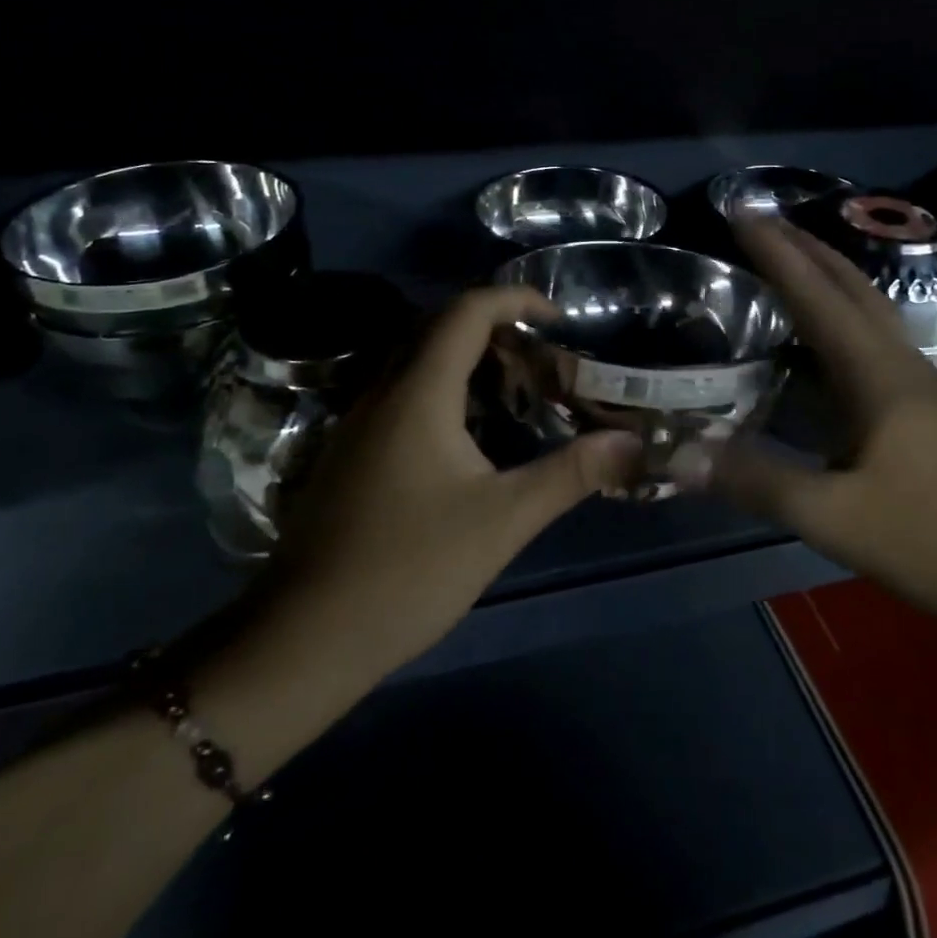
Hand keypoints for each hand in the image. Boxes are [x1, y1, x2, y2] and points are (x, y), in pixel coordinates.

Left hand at [243, 287, 640, 680]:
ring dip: (467, 358)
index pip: (467, 311)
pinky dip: (443, 389)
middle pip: (439, 327)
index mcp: (419, 392)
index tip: (559, 318)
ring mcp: (358, 423)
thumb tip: (631, 442)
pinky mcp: (350, 453)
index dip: (516, 299)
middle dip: (496, 327)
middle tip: (543, 358)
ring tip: (515, 389)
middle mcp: (383, 392)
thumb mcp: (503, 520)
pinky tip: (468, 435)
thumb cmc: (410, 569)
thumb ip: (569, 474)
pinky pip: (401, 393)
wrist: (305, 637)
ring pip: (416, 361)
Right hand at [688, 217, 936, 638]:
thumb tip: (683, 453)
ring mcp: (930, 392)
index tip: (742, 212)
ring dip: (831, 281)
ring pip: (873, 315)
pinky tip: (834, 351)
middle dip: (808, 248)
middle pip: (855, 288)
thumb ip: (760, 483)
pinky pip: (881, 348)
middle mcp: (906, 368)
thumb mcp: (839, 519)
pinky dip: (847, 323)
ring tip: (793, 269)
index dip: (777, 252)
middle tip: (763, 223)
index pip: (819, 296)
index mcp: (881, 376)